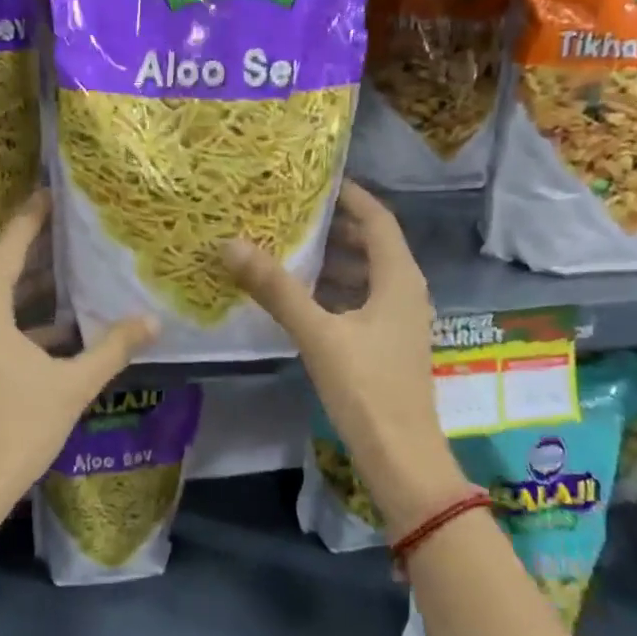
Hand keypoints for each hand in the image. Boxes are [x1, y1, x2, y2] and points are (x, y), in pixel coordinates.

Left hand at [0, 190, 158, 523]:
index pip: (5, 247)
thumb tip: (152, 320)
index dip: (29, 218)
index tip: (51, 194)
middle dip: (22, 242)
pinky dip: (14, 311)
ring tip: (63, 269)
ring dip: (19, 278)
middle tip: (61, 229)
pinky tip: (55, 327)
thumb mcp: (73, 387)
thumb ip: (113, 348)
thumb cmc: (16, 431)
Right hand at [222, 181, 471, 538]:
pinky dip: (334, 291)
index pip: (377, 218)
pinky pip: (360, 302)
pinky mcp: (387, 345)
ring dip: (332, 260)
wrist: (400, 455)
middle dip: (335, 227)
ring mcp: (398, 321)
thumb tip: (231, 244)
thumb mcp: (317, 333)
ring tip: (288, 249)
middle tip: (291, 213)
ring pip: (366, 275)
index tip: (314, 180)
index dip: (350, 195)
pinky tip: (301, 298)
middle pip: (372, 244)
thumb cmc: (366, 387)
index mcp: (399, 278)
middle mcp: (405, 292)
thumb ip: (276, 289)